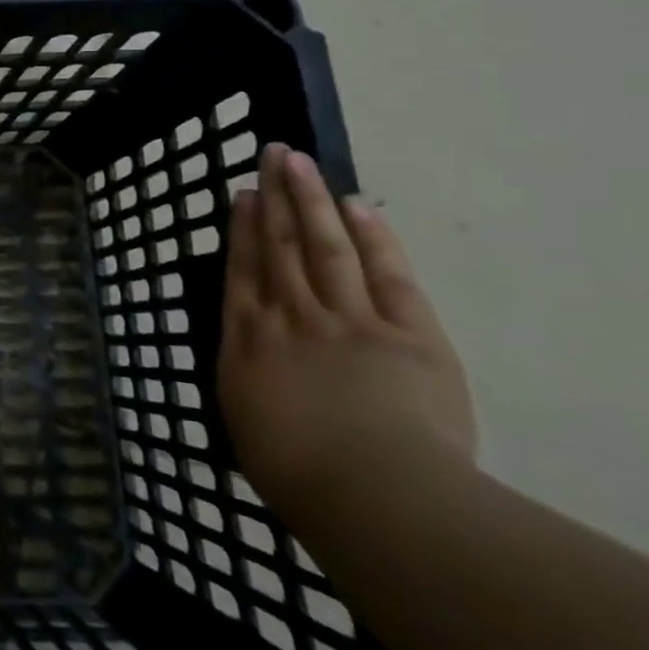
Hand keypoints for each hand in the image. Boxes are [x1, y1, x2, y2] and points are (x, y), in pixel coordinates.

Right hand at [217, 143, 476, 531]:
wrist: (373, 495)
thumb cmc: (298, 473)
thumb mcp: (246, 422)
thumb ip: (248, 378)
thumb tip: (248, 356)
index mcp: (249, 340)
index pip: (242, 270)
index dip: (241, 229)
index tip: (241, 193)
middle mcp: (290, 316)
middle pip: (280, 245)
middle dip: (274, 198)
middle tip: (272, 154)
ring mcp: (347, 319)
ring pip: (324, 246)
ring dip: (311, 201)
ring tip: (300, 163)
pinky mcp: (407, 335)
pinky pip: (386, 276)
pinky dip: (373, 239)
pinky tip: (358, 208)